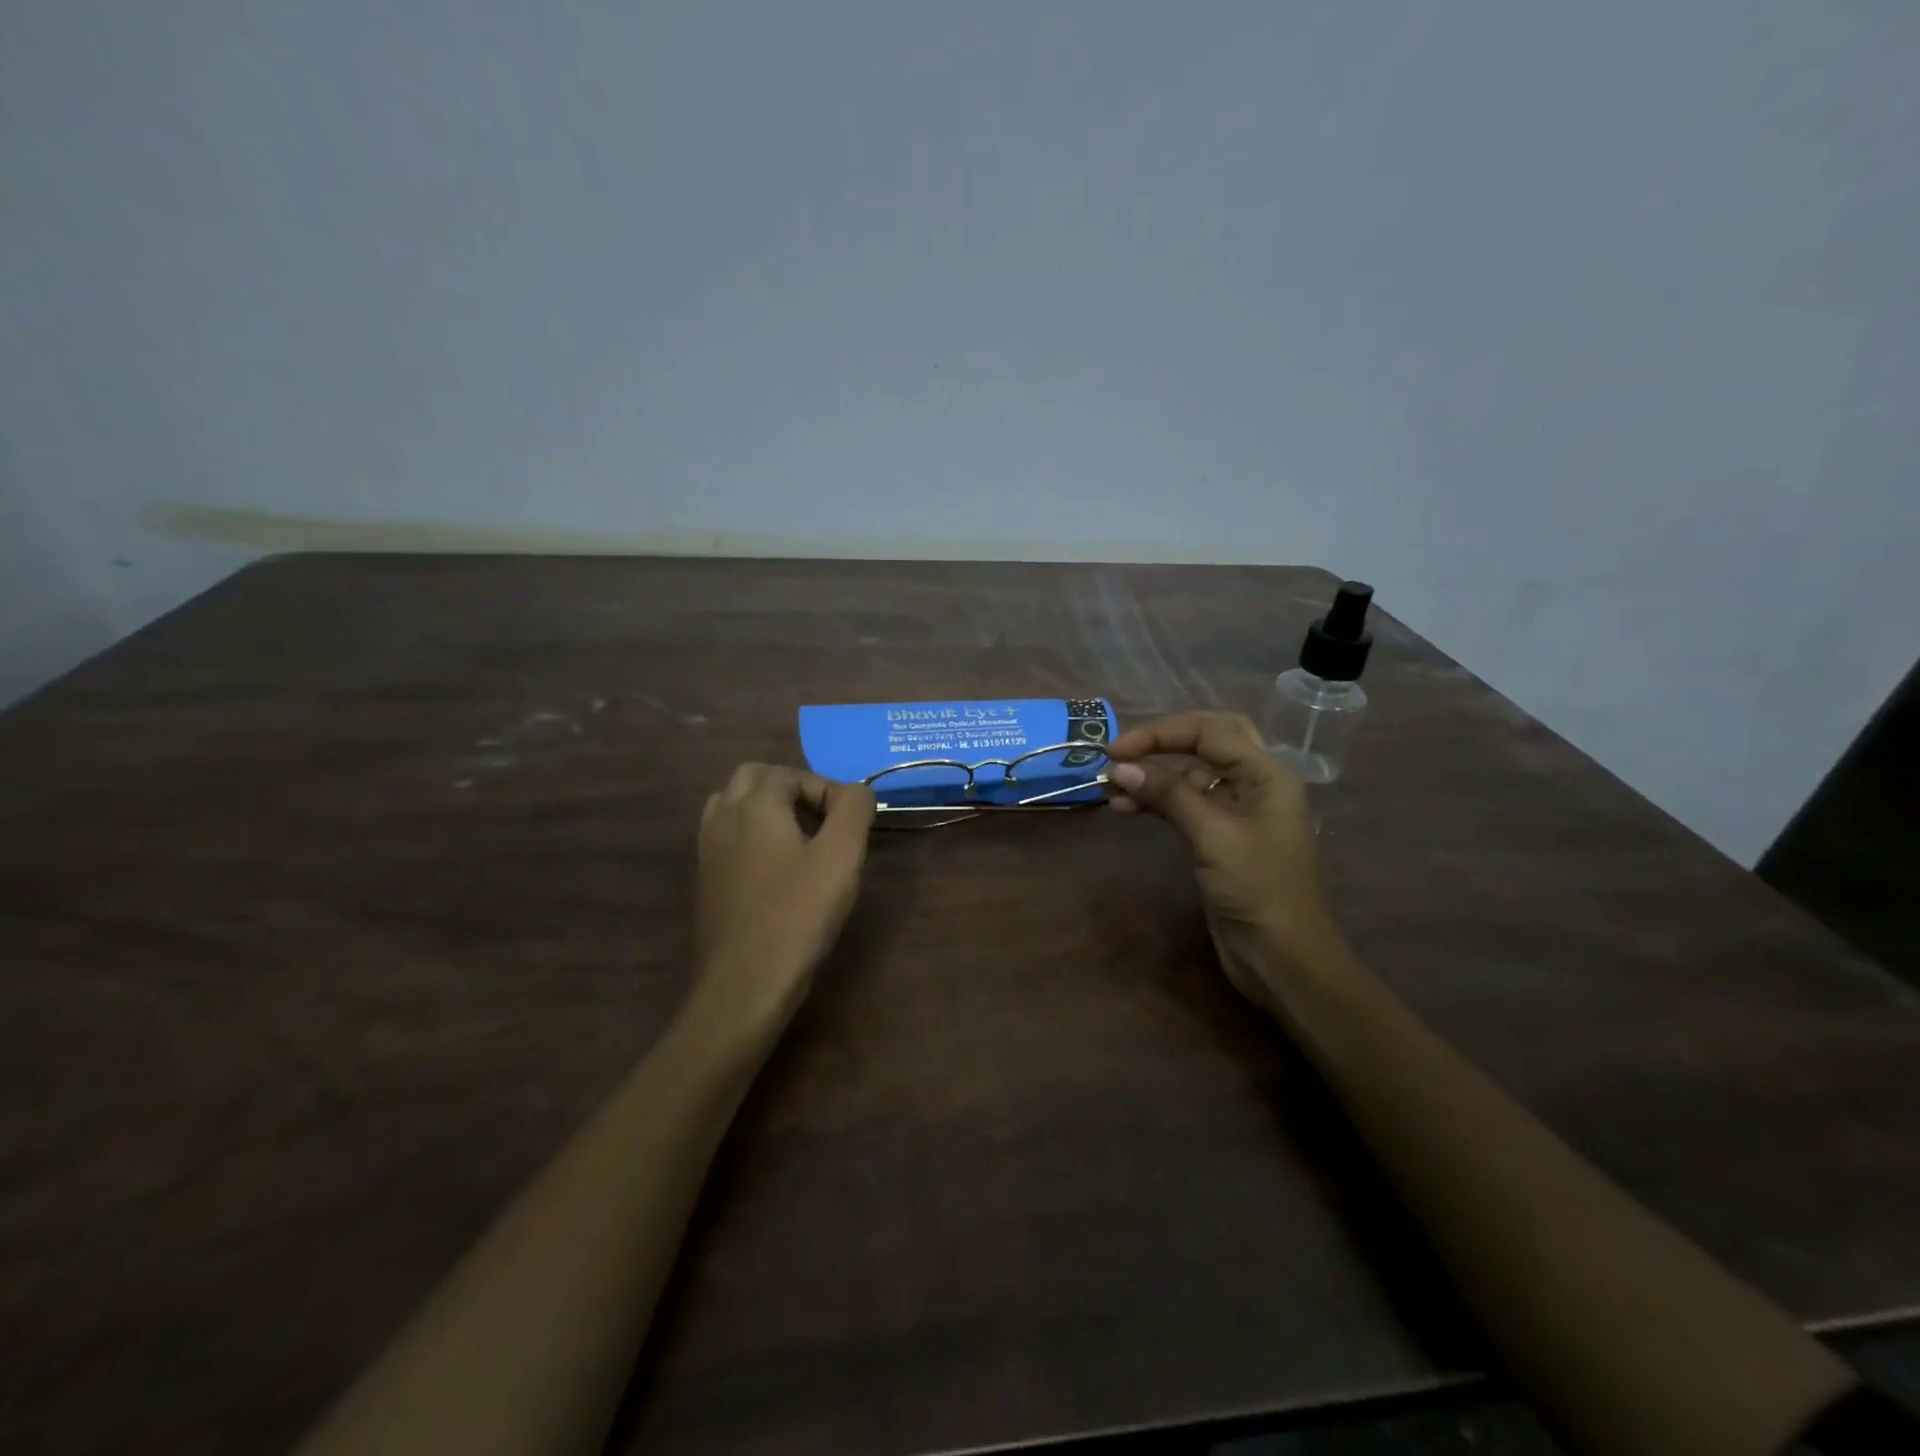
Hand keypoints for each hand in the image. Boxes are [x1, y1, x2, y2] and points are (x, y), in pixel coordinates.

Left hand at [693, 764, 875, 1032]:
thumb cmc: (798, 915)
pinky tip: (777, 868)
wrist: (744, 982)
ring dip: (768, 808)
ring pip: (735, 803)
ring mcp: (708, 847)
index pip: (794, 774)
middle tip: (823, 820)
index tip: (852, 824)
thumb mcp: (841, 857)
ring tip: (801, 838)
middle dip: (793, 788)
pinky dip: (752, 833)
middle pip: (756, 778)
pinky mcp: (705, 877)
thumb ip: (854, 810)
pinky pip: (727, 834)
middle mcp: (724, 816)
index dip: (828, 791)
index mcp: (755, 804)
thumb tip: (857, 791)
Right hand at [1106, 712, 1341, 1010]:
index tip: (1115, 751)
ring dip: (1154, 776)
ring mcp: (1238, 811)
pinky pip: (1186, 803)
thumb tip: (1119, 768)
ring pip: (1192, 774)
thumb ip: (1169, 795)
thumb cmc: (1257, 890)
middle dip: (1162, 742)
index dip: (1160, 733)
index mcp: (1267, 774)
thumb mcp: (1213, 836)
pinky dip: (1158, 801)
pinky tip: (1127, 808)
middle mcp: (1255, 783)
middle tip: (1121, 753)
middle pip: (1207, 741)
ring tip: (1111, 789)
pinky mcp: (1220, 837)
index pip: (1210, 731)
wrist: (1282, 957)